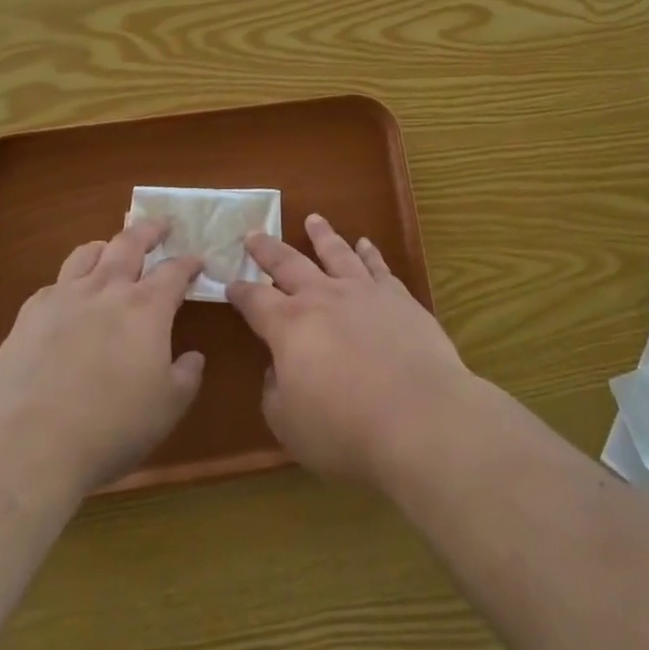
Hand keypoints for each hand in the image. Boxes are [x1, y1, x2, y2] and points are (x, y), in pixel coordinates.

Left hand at [0, 219, 202, 494]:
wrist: (28, 447)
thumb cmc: (110, 428)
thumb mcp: (167, 409)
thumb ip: (186, 376)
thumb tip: (192, 357)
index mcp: (146, 307)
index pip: (174, 270)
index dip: (188, 263)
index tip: (197, 261)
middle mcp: (108, 289)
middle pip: (130, 242)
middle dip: (149, 229)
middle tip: (160, 226)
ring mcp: (65, 297)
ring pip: (88, 253)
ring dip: (106, 247)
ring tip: (111, 251)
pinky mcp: (30, 314)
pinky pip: (55, 284)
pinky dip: (69, 283)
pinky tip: (68, 301)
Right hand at [227, 213, 479, 487]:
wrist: (418, 416)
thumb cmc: (346, 430)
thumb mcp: (291, 427)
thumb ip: (275, 394)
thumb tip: (276, 369)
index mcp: (289, 326)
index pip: (255, 301)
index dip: (240, 292)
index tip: (230, 283)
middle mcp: (322, 297)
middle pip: (289, 263)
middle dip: (268, 249)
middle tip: (253, 233)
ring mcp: (362, 291)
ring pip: (336, 252)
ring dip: (322, 235)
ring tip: (313, 219)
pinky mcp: (397, 297)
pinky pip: (378, 266)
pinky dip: (369, 252)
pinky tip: (365, 243)